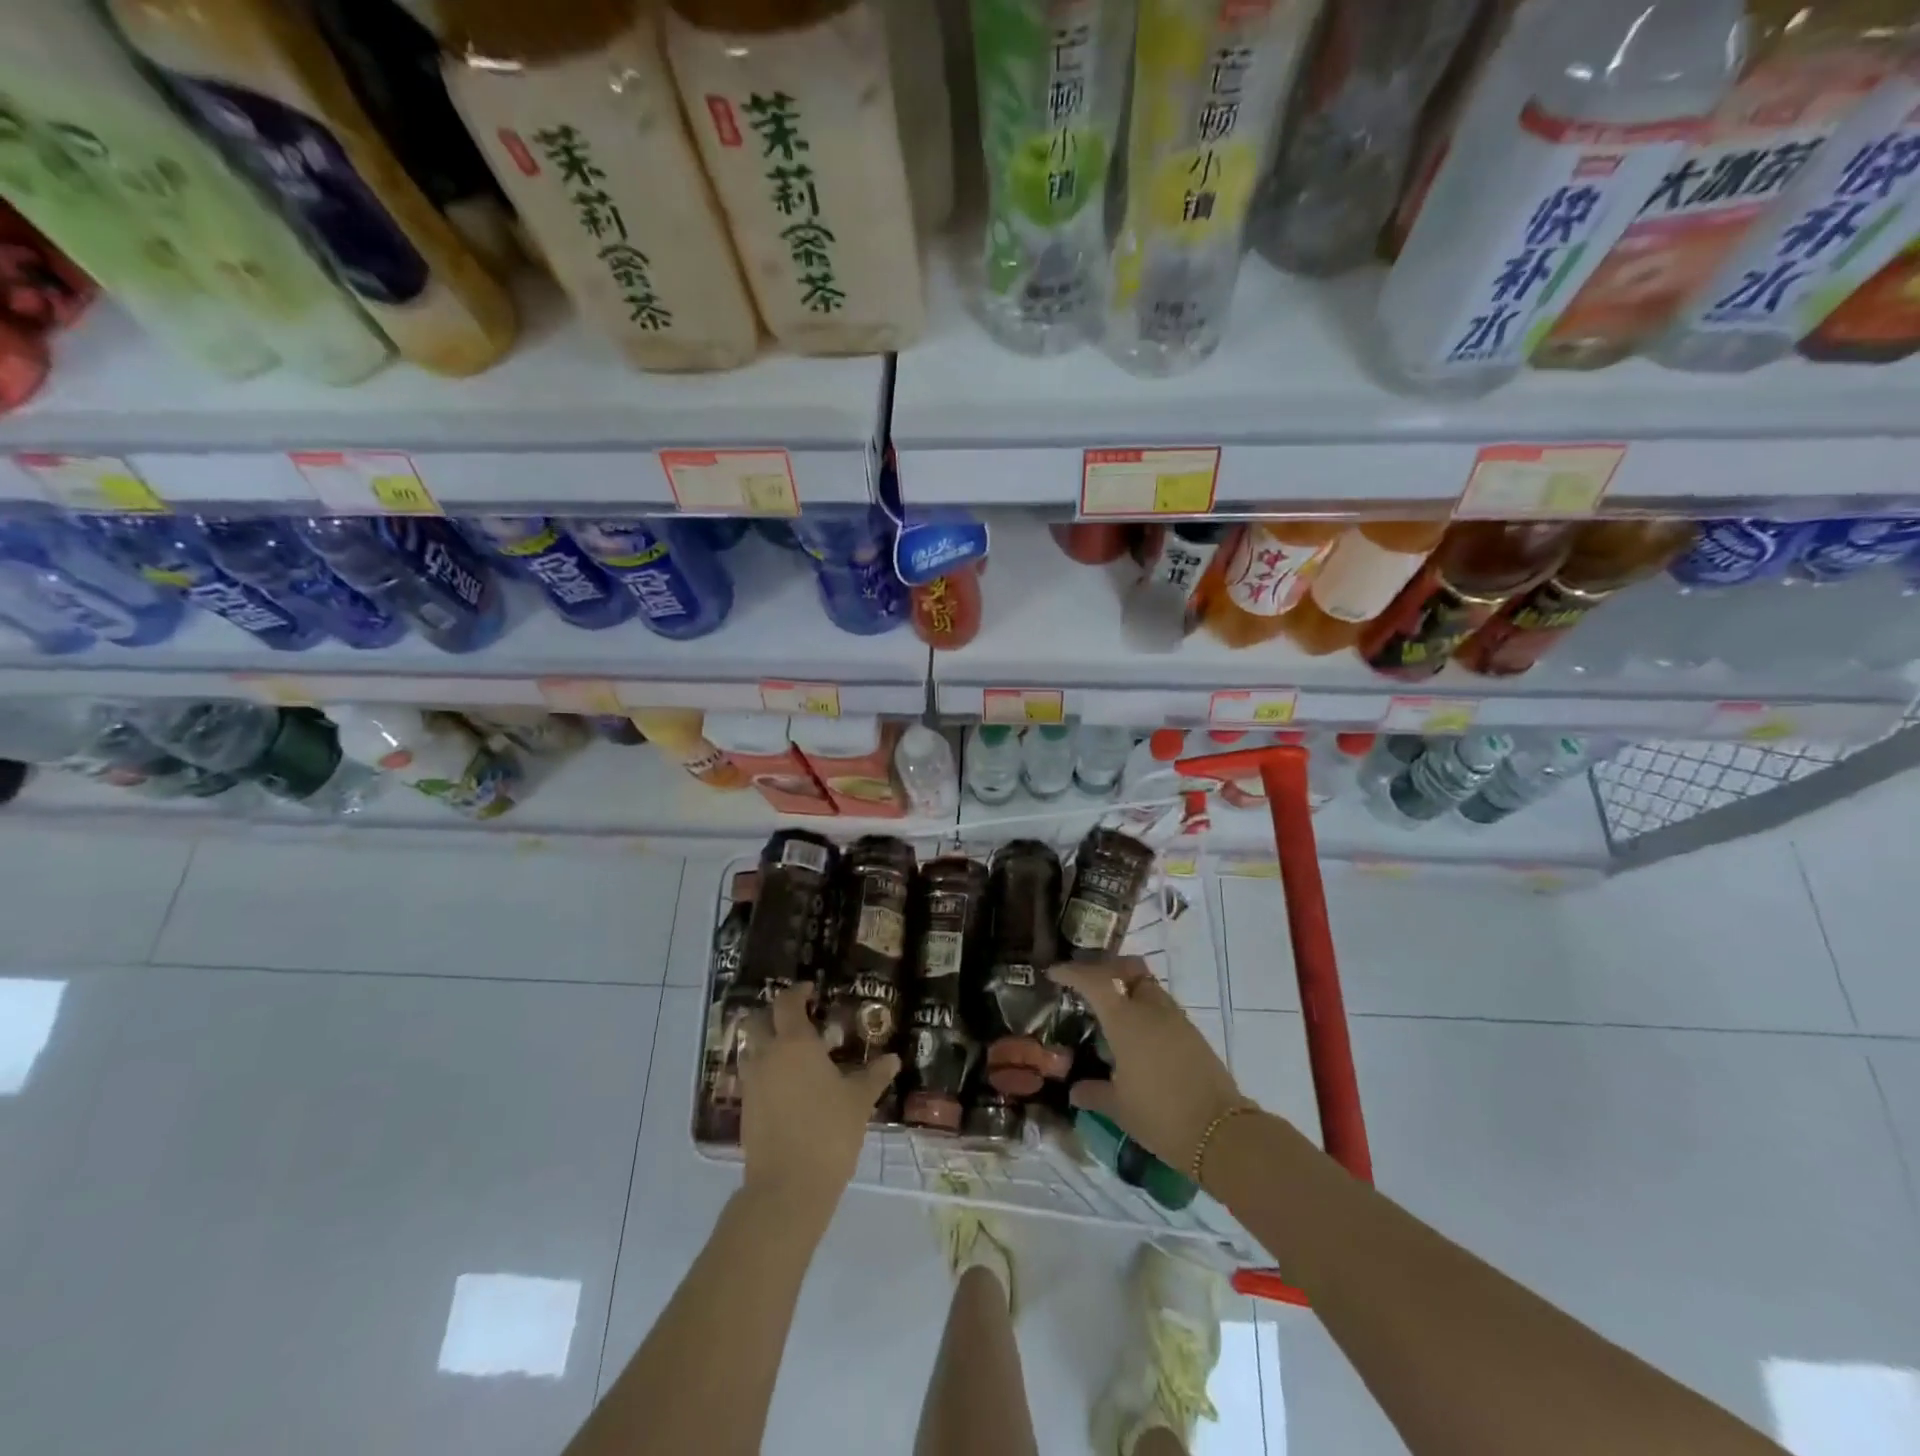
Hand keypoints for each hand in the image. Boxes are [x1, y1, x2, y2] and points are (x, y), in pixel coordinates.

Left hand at [738, 984, 899, 1225]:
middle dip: (773, 1013)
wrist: (787, 1188)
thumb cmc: (828, 1132)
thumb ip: (874, 1075)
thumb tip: (893, 1059)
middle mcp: (767, 1055)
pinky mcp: (746, 1109)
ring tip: (792, 1052)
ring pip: (750, 1048)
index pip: (787, 1002)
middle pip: (758, 1020)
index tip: (811, 991)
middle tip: (796, 1018)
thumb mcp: (859, 1101)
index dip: (797, 992)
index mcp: (795, 1043)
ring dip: (765, 1042)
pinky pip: (751, 1076)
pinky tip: (786, 1085)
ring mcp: (752, 1083)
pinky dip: (764, 1070)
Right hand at [1050, 958, 1251, 1173]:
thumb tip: (1074, 1090)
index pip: (1094, 980)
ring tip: (1112, 1011)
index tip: (1054, 973)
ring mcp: (1176, 1019)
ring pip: (1148, 986)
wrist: (1221, 1133)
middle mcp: (1151, 1009)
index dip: (1072, 972)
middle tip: (1087, 984)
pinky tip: (1137, 1036)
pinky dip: (1145, 1008)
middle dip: (1106, 969)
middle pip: (1128, 969)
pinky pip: (1162, 1007)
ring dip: (1128, 988)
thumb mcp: (1119, 1108)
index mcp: (1126, 1020)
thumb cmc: (1160, 1116)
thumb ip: (1093, 1092)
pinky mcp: (1193, 1034)